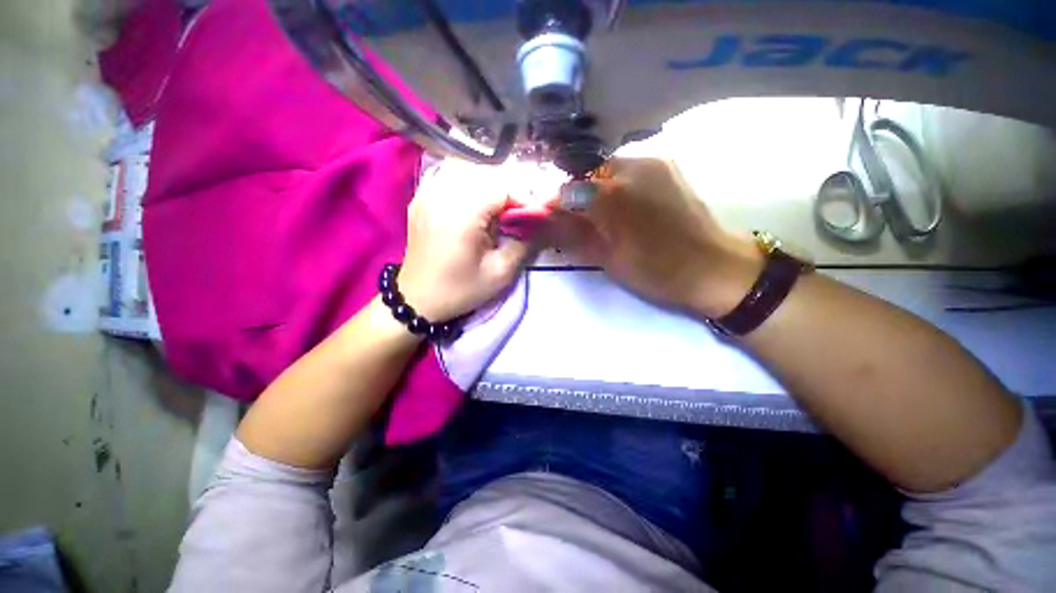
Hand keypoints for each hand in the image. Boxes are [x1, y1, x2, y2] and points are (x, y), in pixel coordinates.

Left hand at [399, 159, 531, 321]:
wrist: (418, 299)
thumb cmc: (460, 289)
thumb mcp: (500, 273)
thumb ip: (524, 244)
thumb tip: (537, 223)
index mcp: (462, 214)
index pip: (502, 187)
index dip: (523, 198)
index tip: (535, 215)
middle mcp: (442, 195)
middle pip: (486, 174)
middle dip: (508, 190)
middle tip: (519, 213)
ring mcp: (427, 193)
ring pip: (466, 169)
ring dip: (488, 184)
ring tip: (498, 206)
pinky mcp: (421, 199)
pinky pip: (447, 175)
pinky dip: (467, 183)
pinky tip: (474, 201)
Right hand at [552, 158, 760, 316]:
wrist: (714, 268)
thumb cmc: (657, 271)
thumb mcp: (608, 258)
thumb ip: (573, 235)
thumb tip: (545, 222)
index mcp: (615, 194)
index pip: (568, 191)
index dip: (555, 205)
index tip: (548, 219)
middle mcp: (633, 166)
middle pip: (587, 176)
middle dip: (575, 197)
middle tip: (575, 221)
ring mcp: (653, 161)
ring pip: (607, 171)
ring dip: (596, 191)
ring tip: (599, 216)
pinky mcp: (668, 166)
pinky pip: (629, 170)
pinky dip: (616, 186)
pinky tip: (621, 207)